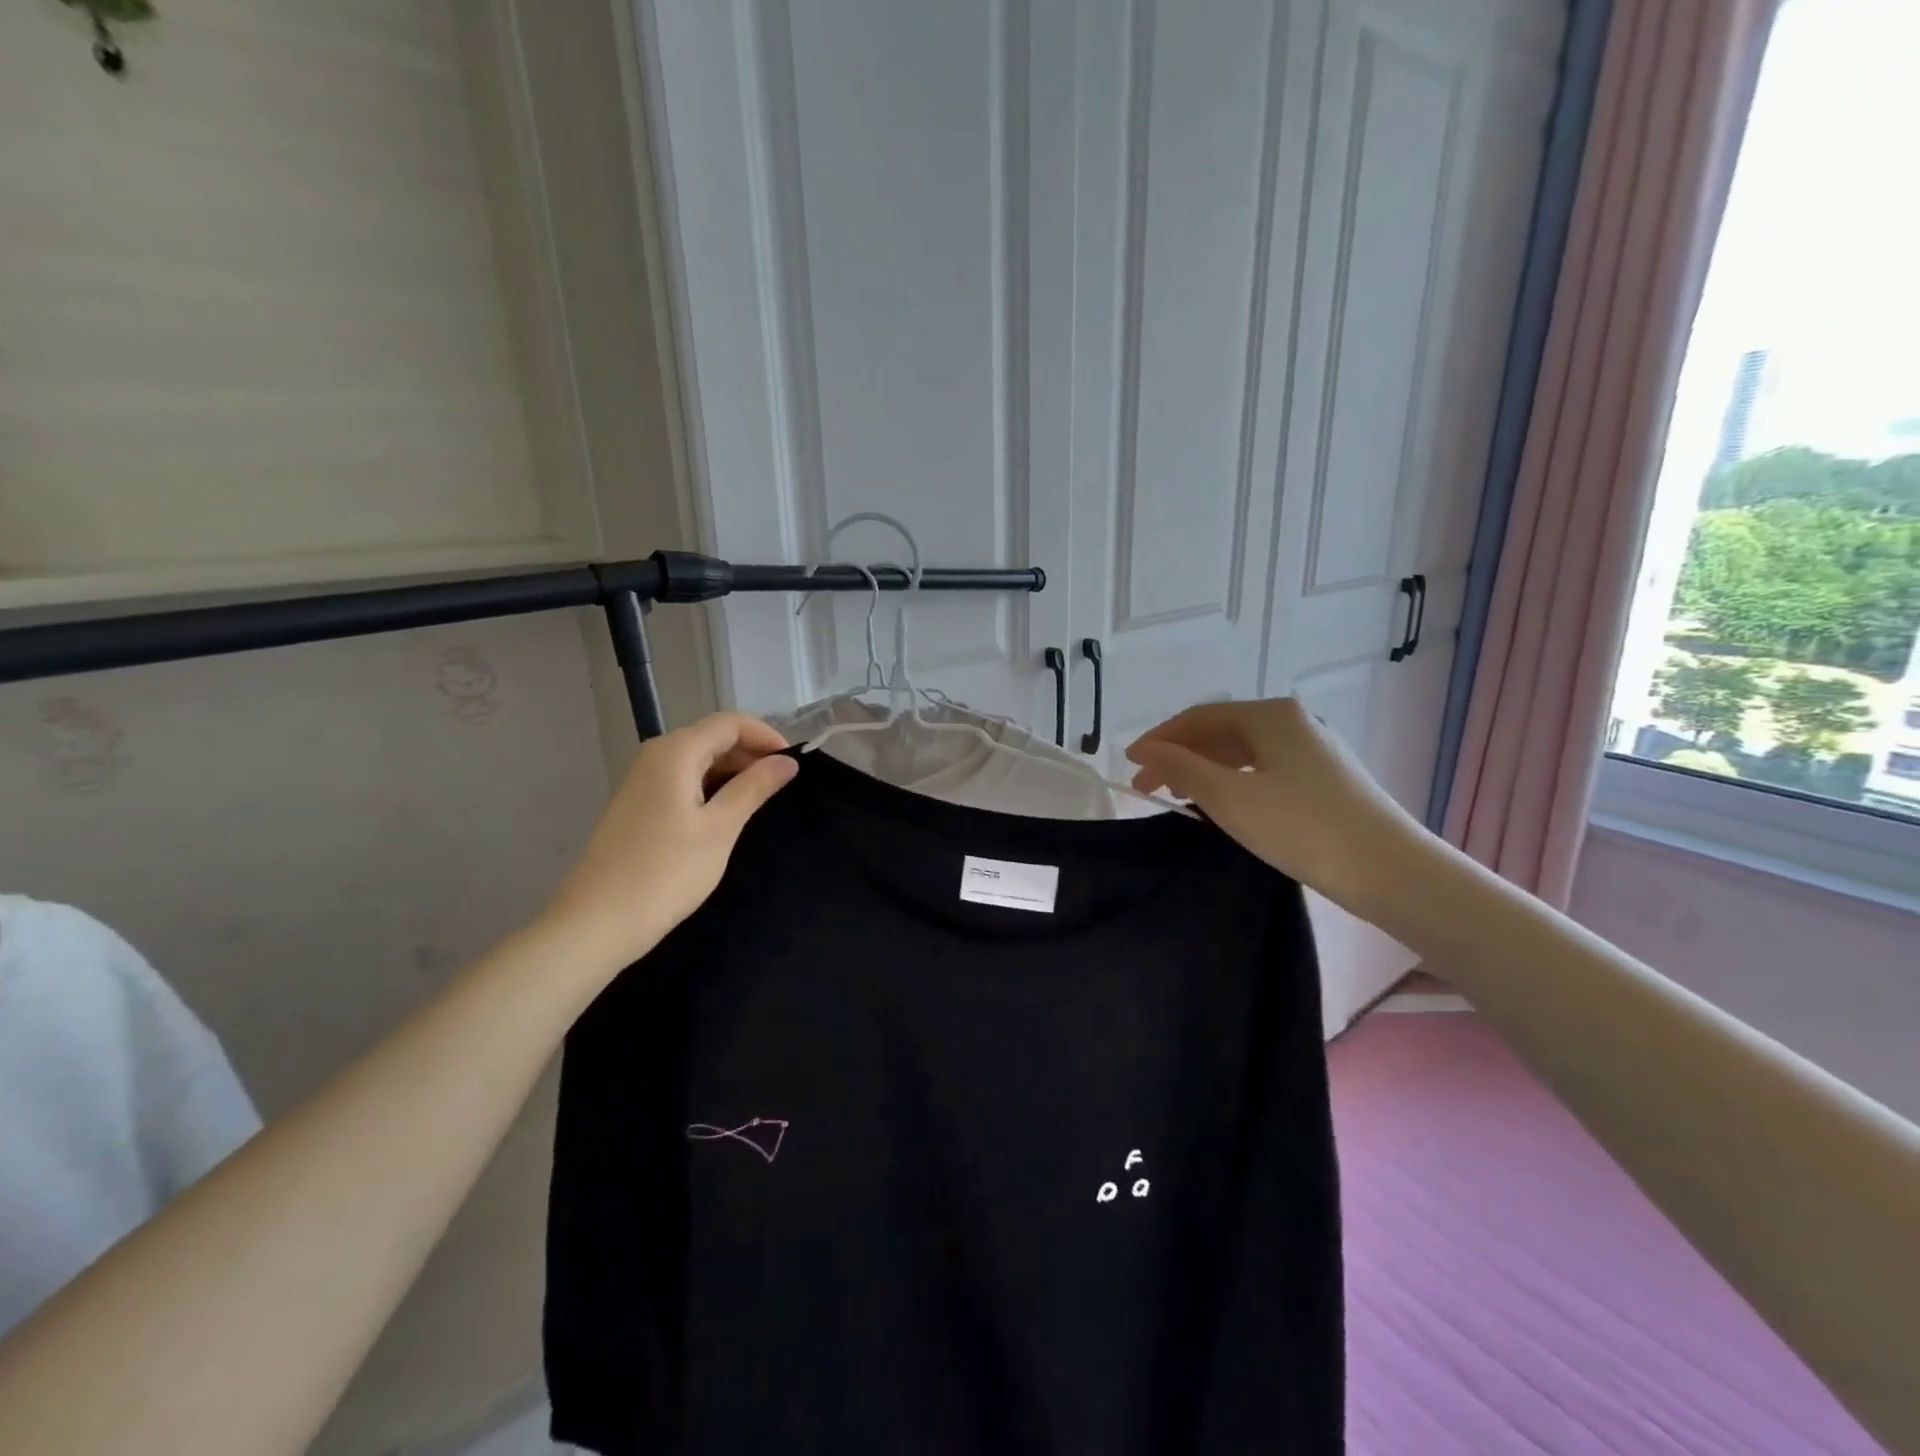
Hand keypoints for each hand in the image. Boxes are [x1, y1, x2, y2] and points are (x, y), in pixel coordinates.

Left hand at [539, 713, 796, 971]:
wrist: (598, 922)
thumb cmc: (666, 872)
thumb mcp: (720, 828)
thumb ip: (754, 788)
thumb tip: (787, 762)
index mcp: (676, 752)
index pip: (730, 723)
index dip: (766, 736)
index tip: (794, 764)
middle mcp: (656, 756)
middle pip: (712, 737)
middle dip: (751, 754)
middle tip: (783, 785)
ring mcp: (643, 781)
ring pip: (698, 761)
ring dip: (733, 773)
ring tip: (762, 801)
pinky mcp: (638, 805)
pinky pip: (683, 781)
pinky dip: (711, 788)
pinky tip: (727, 815)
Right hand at [1126, 698, 1422, 916]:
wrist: (1390, 871)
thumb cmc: (1302, 826)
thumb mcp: (1230, 797)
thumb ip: (1182, 769)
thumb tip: (1145, 749)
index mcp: (1271, 716)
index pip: (1200, 716)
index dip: (1160, 738)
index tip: (1130, 765)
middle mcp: (1294, 723)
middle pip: (1222, 732)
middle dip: (1180, 756)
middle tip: (1148, 787)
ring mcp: (1314, 752)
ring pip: (1244, 754)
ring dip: (1205, 771)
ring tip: (1178, 799)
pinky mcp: (1326, 782)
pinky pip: (1264, 772)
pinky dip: (1233, 784)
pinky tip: (1223, 807)